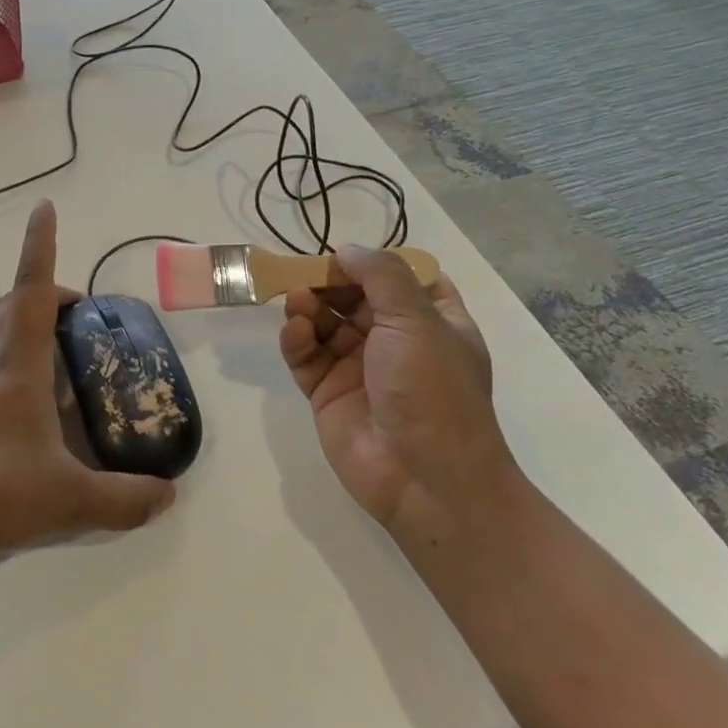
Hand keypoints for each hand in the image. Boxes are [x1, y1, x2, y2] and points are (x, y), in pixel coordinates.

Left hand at [0, 200, 176, 563]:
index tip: (43, 209)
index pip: (32, 290)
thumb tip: (169, 495)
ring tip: (29, 324)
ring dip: (3, 308)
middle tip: (74, 312)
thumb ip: (125, 500)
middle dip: (43, 290)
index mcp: (18, 364)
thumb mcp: (72, 502)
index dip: (39, 245)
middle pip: (9, 302)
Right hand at [279, 246, 519, 551]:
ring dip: (310, 307)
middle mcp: (395, 342)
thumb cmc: (432, 390)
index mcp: (432, 323)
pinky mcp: (328, 392)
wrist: (426, 479)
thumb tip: (347, 249)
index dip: (374, 265)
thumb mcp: (417, 320)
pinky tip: (296, 331)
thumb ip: (380, 275)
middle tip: (306, 273)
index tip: (347, 255)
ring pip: (325, 323)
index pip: (402, 280)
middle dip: (330, 282)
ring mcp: (359, 368)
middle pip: (354, 297)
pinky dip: (297, 339)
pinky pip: (305, 355)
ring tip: (298, 302)